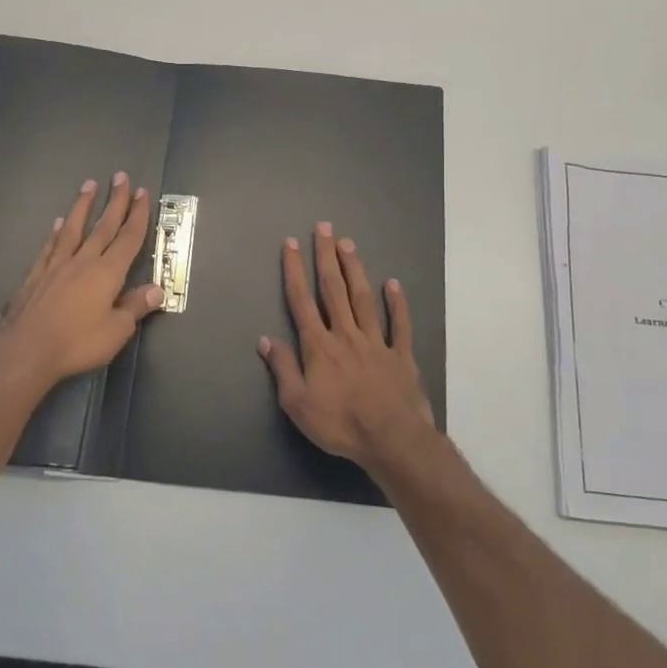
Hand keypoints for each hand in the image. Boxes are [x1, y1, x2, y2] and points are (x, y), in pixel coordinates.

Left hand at [0, 172, 162, 389]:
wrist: (26, 350)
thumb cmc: (77, 342)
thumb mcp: (117, 331)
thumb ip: (135, 307)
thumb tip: (157, 289)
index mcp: (108, 272)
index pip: (128, 238)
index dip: (137, 215)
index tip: (142, 193)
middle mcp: (84, 261)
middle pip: (103, 226)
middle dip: (115, 201)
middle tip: (121, 176)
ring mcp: (57, 265)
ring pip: (74, 228)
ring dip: (83, 206)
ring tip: (89, 185)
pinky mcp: (36, 275)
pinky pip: (50, 246)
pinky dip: (56, 233)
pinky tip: (59, 223)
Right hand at [258, 222, 433, 471]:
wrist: (390, 439)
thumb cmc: (339, 424)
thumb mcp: (297, 403)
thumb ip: (283, 368)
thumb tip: (266, 339)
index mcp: (319, 346)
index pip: (301, 301)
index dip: (294, 270)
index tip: (290, 244)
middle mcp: (346, 334)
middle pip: (334, 289)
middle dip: (326, 257)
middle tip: (325, 228)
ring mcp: (376, 342)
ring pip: (363, 298)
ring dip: (355, 269)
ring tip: (348, 244)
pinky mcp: (401, 355)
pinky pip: (399, 324)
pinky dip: (396, 303)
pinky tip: (392, 284)